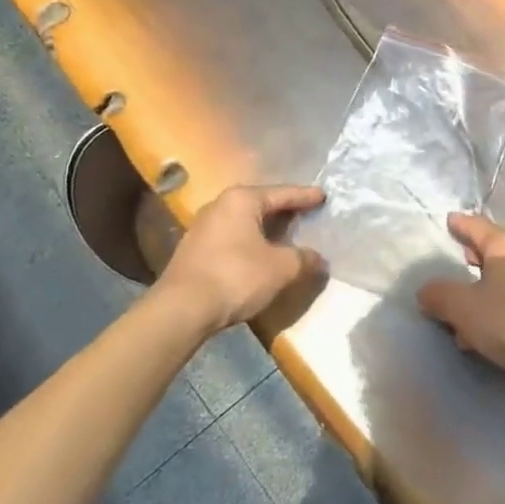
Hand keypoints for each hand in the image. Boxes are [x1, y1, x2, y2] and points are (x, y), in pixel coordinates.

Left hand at [157, 184, 326, 333]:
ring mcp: (203, 227)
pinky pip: (232, 237)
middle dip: (284, 210)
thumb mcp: (281, 268)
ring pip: (245, 221)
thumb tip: (319, 259)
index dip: (306, 196)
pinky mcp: (194, 249)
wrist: (181, 309)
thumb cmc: (236, 277)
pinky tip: (260, 254)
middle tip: (307, 213)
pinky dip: (250, 242)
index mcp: (242, 200)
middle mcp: (220, 205)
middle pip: (262, 204)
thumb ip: (304, 259)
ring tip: (286, 235)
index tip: (323, 196)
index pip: (283, 193)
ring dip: (266, 229)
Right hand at [416, 213, 504, 374]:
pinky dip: (498, 302)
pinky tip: (486, 326)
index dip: (460, 224)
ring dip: (484, 286)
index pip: (477, 226)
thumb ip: (439, 295)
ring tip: (464, 304)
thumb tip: (425, 291)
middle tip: (457, 256)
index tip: (450, 219)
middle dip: (473, 255)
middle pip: (494, 249)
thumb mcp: (463, 308)